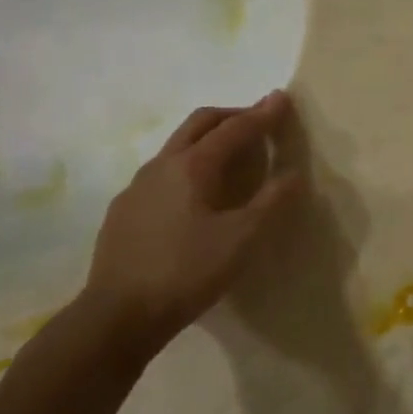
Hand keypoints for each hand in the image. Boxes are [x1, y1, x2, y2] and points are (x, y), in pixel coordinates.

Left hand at [83, 92, 301, 347]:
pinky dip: (188, 166)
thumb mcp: (242, 239)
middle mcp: (161, 166)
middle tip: (258, 121)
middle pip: (199, 123)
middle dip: (232, 116)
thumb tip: (294, 173)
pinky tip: (195, 196)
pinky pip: (162, 173)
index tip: (281, 98)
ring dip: (208, 139)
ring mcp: (137, 187)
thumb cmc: (188, 271)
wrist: (118, 315)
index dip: (262, 114)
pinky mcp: (124, 211)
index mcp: (193, 166)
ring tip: (231, 156)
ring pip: (177, 147)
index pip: (235, 129)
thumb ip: (272, 202)